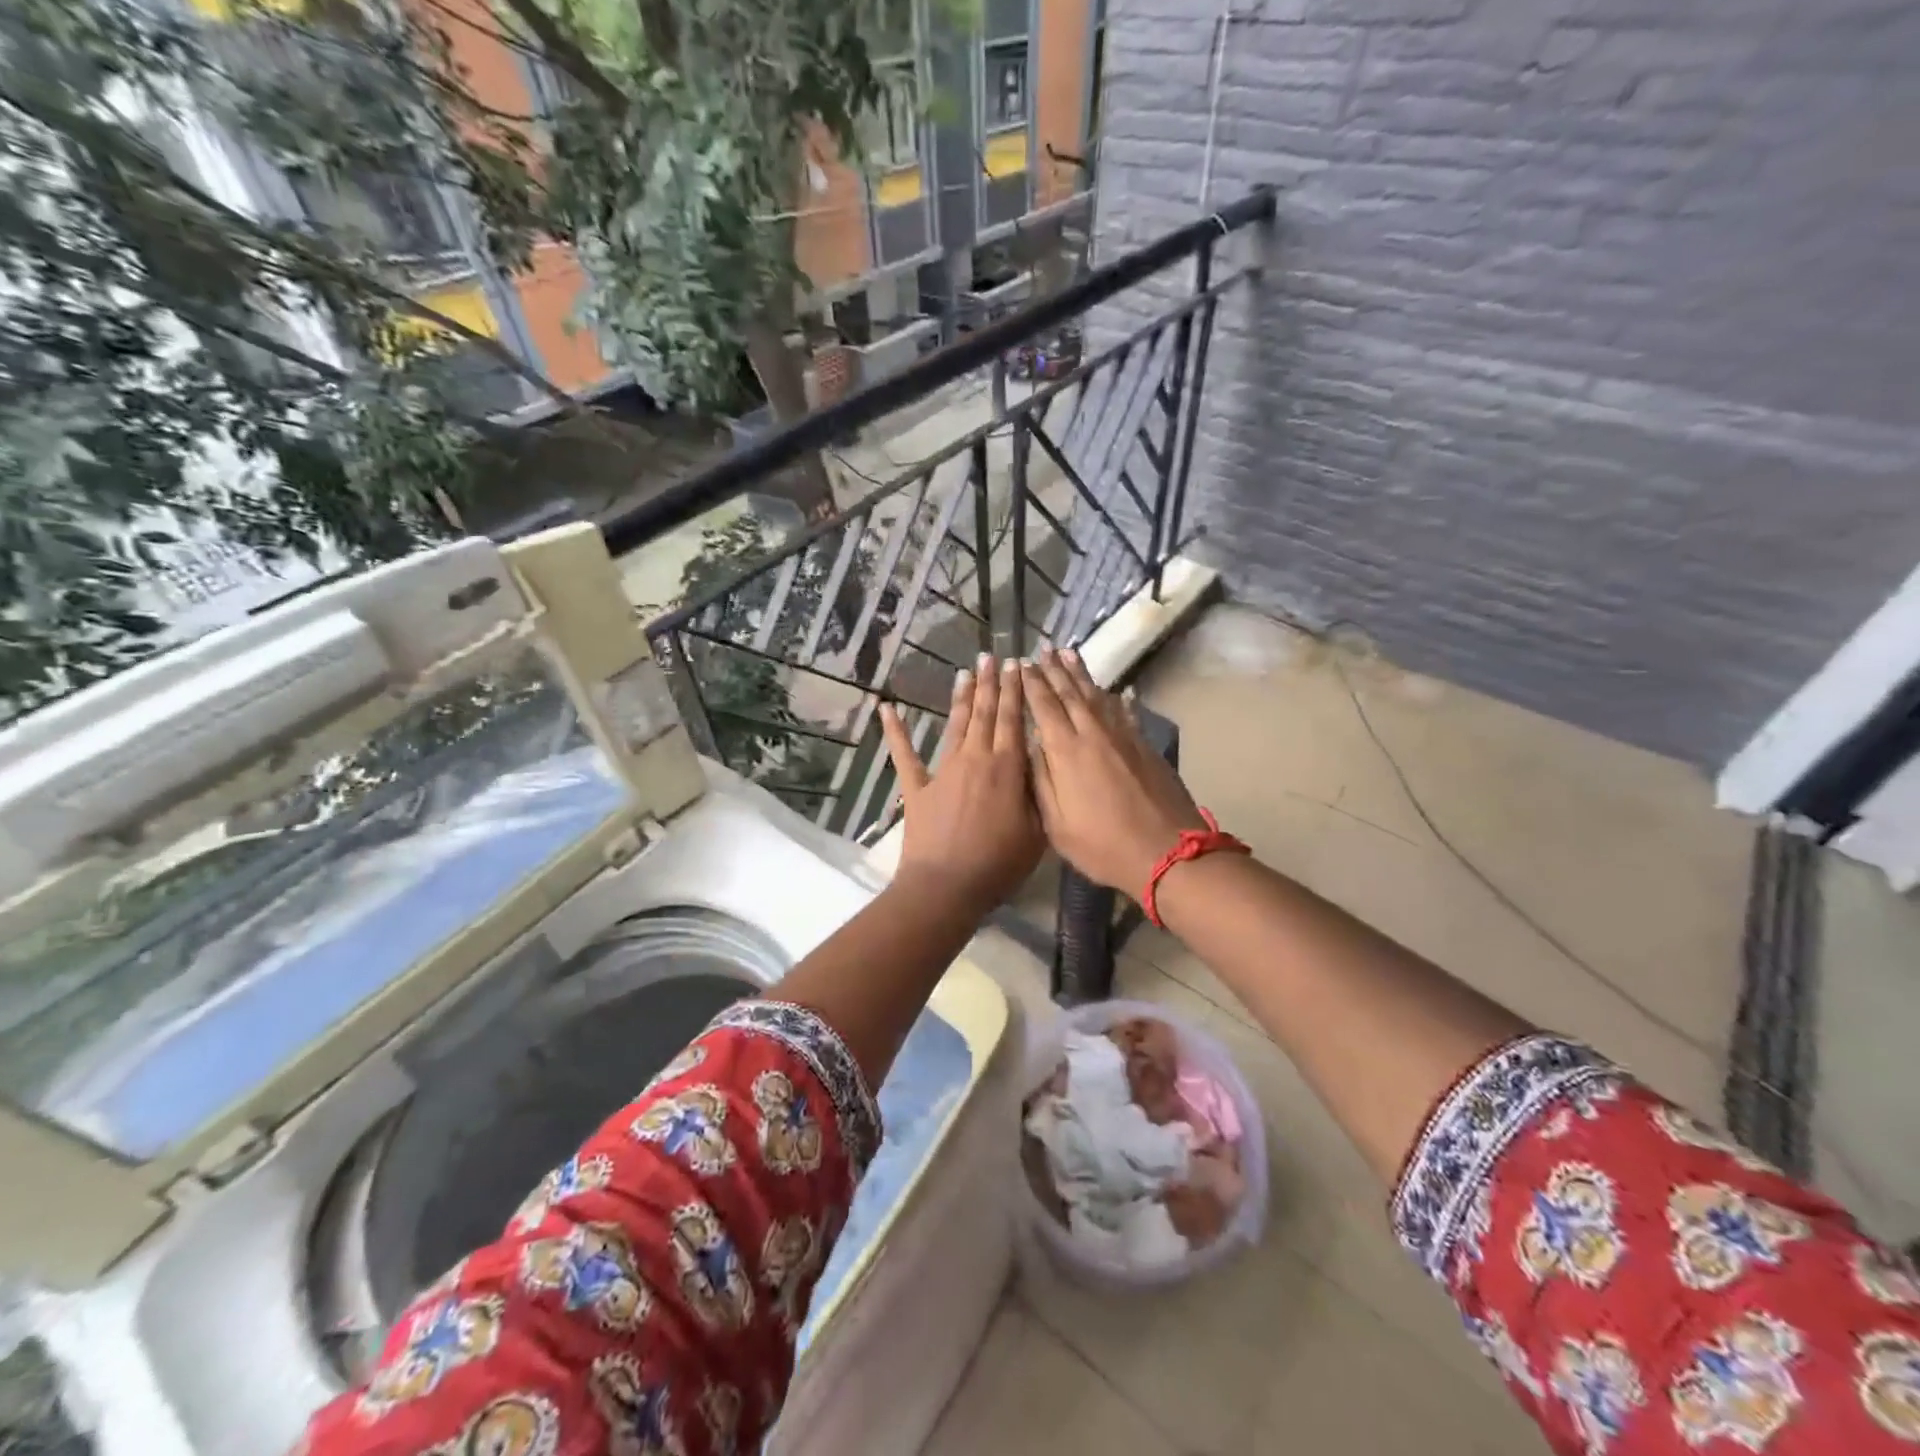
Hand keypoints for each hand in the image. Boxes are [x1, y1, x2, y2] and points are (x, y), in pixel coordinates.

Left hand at [879, 655, 1043, 914]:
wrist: (947, 886)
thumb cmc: (998, 864)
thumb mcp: (1037, 830)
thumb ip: (1039, 792)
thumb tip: (1041, 763)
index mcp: (1007, 767)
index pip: (1014, 719)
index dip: (1016, 691)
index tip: (1018, 665)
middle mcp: (975, 759)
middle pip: (985, 713)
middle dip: (991, 684)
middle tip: (992, 657)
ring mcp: (943, 771)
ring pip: (955, 725)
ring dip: (961, 698)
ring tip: (965, 672)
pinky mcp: (917, 787)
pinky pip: (904, 754)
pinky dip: (895, 731)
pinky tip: (886, 708)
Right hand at [1022, 645, 1206, 898]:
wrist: (1167, 853)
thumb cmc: (1103, 845)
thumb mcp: (1057, 824)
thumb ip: (1042, 781)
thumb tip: (1032, 746)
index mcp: (1066, 752)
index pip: (1044, 707)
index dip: (1032, 684)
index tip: (1022, 664)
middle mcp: (1094, 734)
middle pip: (1070, 693)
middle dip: (1054, 669)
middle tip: (1044, 648)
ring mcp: (1123, 738)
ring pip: (1098, 696)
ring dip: (1082, 674)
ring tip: (1070, 654)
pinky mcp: (1145, 746)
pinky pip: (1125, 713)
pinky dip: (1116, 699)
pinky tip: (1115, 691)